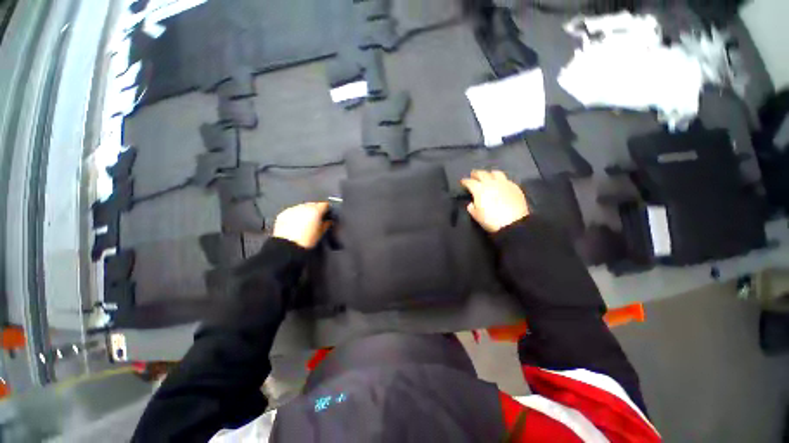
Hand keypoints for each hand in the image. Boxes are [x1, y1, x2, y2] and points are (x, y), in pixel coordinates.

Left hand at [272, 202, 330, 248]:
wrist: (288, 246)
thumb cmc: (305, 241)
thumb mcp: (321, 233)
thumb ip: (326, 224)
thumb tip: (328, 222)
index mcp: (316, 210)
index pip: (324, 205)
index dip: (327, 210)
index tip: (327, 214)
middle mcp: (304, 207)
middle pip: (313, 204)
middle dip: (315, 210)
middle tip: (316, 220)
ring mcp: (293, 209)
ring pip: (302, 207)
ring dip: (305, 212)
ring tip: (305, 223)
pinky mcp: (284, 214)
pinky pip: (293, 212)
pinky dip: (295, 216)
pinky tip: (296, 224)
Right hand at [460, 170, 528, 232]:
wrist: (513, 223)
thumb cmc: (491, 220)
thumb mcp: (476, 216)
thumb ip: (471, 208)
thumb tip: (472, 204)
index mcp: (479, 189)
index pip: (469, 182)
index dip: (465, 181)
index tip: (463, 182)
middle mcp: (491, 183)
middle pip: (482, 174)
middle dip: (476, 174)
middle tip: (473, 174)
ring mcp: (504, 183)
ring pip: (495, 173)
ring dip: (490, 173)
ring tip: (488, 175)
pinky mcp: (514, 186)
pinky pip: (506, 179)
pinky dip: (501, 179)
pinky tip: (501, 183)